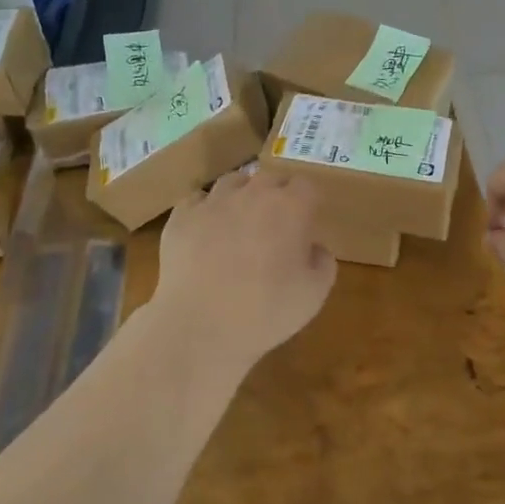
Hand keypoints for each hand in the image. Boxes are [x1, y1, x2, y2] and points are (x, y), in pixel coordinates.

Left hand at [153, 168, 336, 367]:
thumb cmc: (265, 311)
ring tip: (241, 220)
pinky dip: (206, 209)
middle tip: (277, 225)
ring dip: (243, 195)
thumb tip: (314, 248)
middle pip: (271, 178)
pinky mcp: (181, 217)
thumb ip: (323, 262)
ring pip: (233, 181)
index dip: (308, 202)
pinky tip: (206, 230)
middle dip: (278, 194)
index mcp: (290, 208)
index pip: (306, 185)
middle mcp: (252, 194)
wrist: (199, 325)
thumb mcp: (314, 294)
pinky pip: (197, 199)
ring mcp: (213, 202)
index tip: (308, 222)